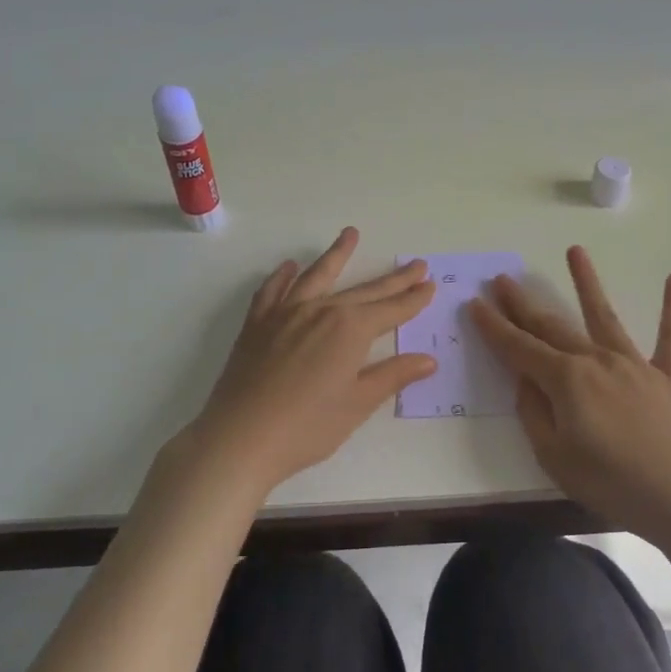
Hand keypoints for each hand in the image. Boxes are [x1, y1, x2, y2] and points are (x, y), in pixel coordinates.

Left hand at [167, 228, 437, 497]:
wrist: (240, 438)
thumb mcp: (358, 404)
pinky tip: (289, 267)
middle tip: (415, 263)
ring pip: (317, 275)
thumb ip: (392, 375)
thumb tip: (427, 359)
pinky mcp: (258, 324)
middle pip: (364, 290)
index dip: (413, 299)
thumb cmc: (307, 427)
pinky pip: (273, 290)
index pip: (391, 309)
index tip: (430, 284)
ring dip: (337, 254)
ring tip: (350, 234)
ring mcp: (286, 313)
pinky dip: (283, 276)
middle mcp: (321, 310)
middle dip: (393, 279)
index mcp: (350, 329)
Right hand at [469, 246, 670, 543]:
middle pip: (553, 326)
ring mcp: (634, 364)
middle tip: (503, 279)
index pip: (519, 347)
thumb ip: (534, 412)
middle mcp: (596, 360)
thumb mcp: (553, 456)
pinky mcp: (666, 376)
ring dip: (587, 282)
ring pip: (604, 316)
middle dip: (523, 303)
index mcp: (566, 380)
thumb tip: (525, 379)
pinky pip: (669, 337)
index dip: (494, 326)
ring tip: (574, 251)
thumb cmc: (609, 483)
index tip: (475, 303)